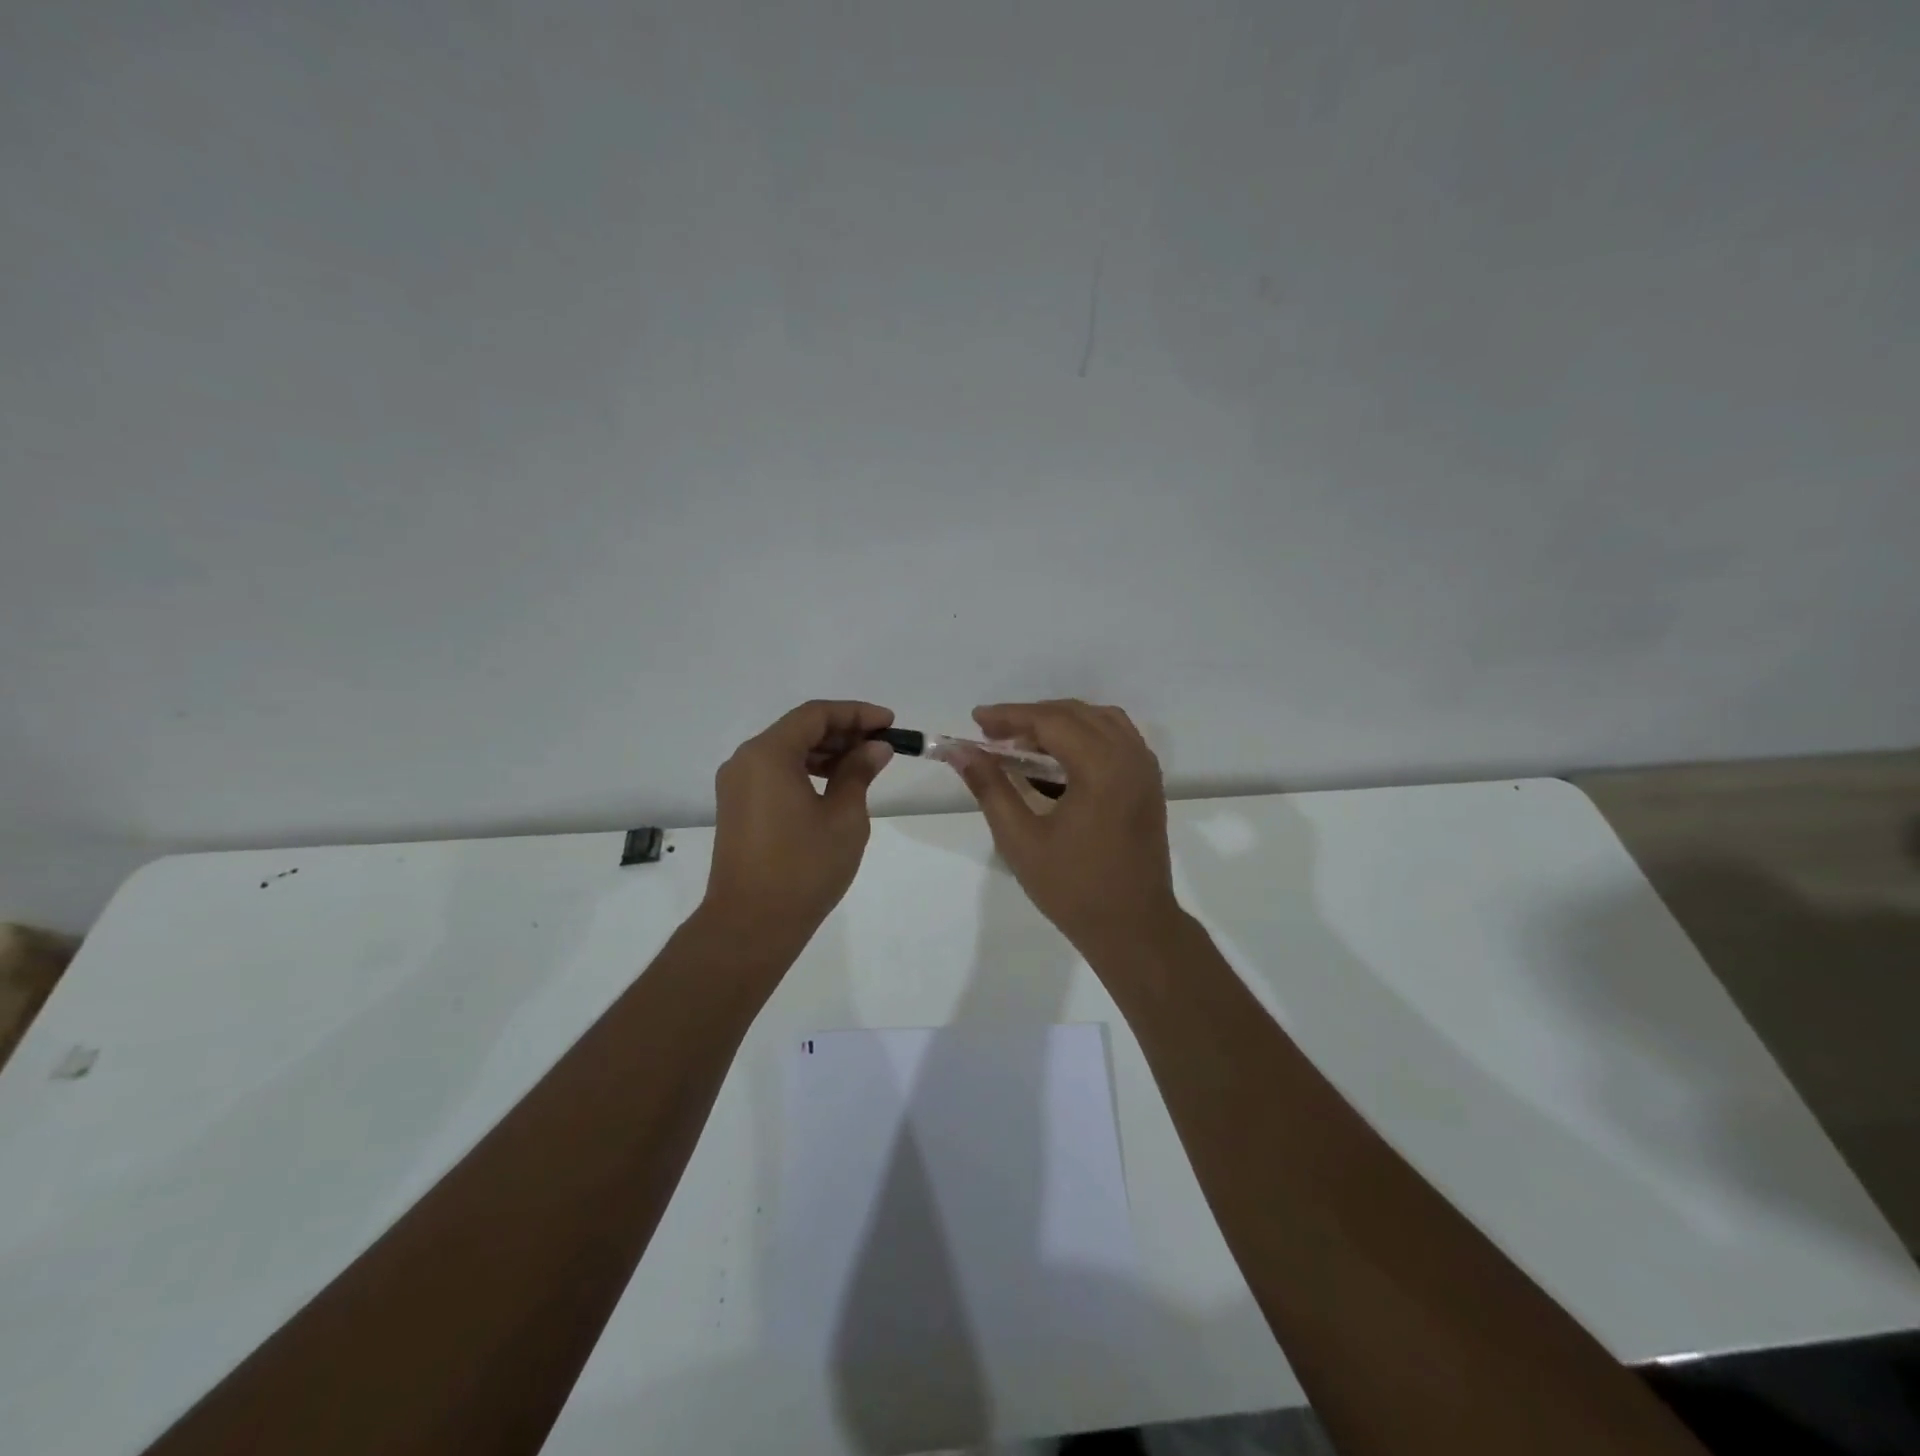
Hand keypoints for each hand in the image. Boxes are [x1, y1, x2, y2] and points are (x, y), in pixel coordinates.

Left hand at [703, 700, 895, 945]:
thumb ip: (859, 773)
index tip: (889, 723)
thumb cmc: (803, 868)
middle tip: (881, 744)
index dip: (856, 713)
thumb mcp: (844, 817)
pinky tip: (835, 784)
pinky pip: (775, 772)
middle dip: (842, 731)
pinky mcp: (738, 806)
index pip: (815, 715)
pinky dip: (806, 770)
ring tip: (864, 764)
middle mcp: (746, 760)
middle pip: (798, 729)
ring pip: (786, 750)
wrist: (751, 924)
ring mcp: (737, 784)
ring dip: (825, 751)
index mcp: (768, 755)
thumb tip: (875, 747)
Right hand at [950, 700, 1182, 957]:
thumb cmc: (1073, 888)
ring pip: (1099, 720)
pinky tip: (1059, 757)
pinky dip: (1085, 734)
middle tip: (992, 735)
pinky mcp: (1149, 782)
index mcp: (1101, 767)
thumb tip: (959, 751)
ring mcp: (1145, 768)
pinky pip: (1117, 737)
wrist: (1134, 927)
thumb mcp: (1020, 839)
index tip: (976, 720)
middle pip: (1075, 713)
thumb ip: (989, 787)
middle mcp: (1130, 756)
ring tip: (1023, 742)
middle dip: (1031, 717)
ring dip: (1059, 722)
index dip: (1009, 716)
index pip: (1050, 721)